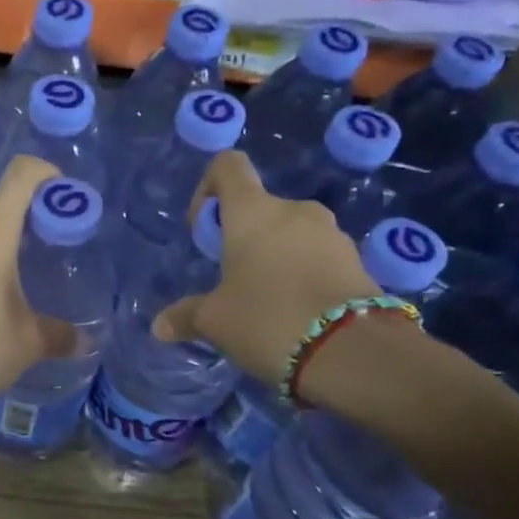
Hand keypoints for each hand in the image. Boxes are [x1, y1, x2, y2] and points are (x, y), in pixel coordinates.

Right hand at [152, 151, 380, 386]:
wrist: (353, 352)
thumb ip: (186, 316)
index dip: (208, 187)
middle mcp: (295, 211)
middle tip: (232, 281)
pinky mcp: (358, 262)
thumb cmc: (267, 318)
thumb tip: (160, 326)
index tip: (203, 229)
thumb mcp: (215, 321)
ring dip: (275, 258)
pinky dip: (303, 276)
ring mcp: (332, 235)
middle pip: (260, 208)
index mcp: (253, 212)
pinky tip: (296, 314)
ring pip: (292, 235)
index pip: (229, 167)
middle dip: (242, 238)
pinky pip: (318, 258)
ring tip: (266, 303)